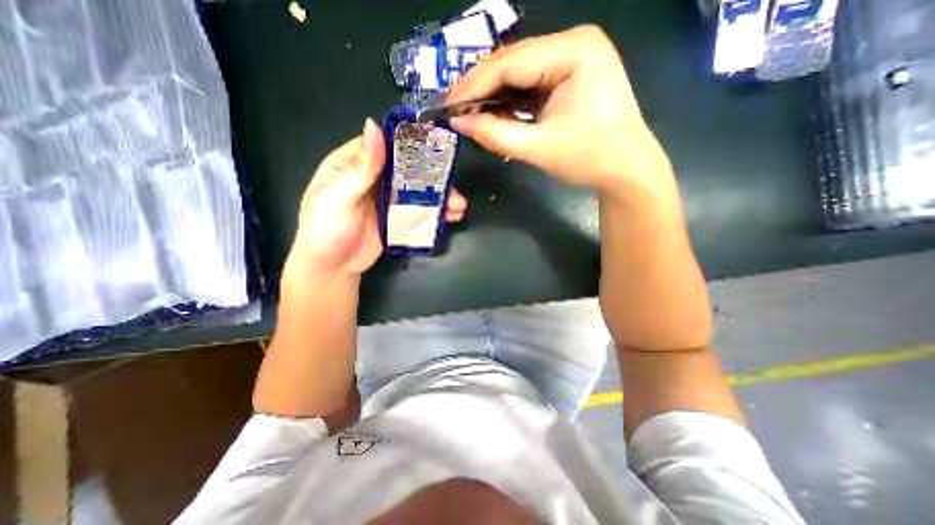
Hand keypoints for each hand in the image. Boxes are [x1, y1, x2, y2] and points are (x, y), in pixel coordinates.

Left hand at [292, 117, 465, 273]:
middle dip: (432, 177)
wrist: (332, 268)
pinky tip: (451, 216)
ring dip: (438, 197)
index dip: (409, 144)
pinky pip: (418, 211)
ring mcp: (386, 200)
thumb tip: (374, 127)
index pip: (384, 145)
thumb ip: (359, 168)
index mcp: (353, 165)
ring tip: (459, 205)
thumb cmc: (326, 230)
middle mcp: (372, 178)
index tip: (437, 146)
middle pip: (407, 171)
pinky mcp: (396, 219)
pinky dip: (435, 213)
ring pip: (416, 191)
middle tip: (454, 184)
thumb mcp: (337, 197)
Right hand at [447, 25, 671, 191]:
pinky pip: (530, 84)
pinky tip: (496, 115)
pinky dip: (510, 101)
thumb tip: (459, 123)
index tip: (448, 107)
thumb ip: (496, 134)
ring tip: (470, 116)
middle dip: (481, 90)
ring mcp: (572, 58)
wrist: (626, 170)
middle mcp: (572, 44)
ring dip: (494, 96)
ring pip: (519, 73)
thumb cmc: (590, 158)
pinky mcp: (569, 76)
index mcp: (573, 52)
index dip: (474, 85)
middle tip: (455, 112)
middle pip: (513, 62)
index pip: (510, 62)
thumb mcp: (539, 148)